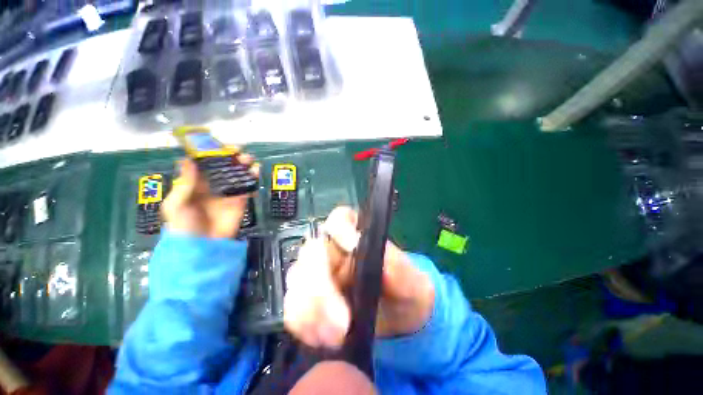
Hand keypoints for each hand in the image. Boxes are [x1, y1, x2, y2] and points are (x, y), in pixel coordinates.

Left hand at [162, 154, 258, 238]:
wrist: (203, 247)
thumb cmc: (184, 226)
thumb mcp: (176, 205)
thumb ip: (185, 184)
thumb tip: (187, 160)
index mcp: (195, 185)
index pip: (205, 166)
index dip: (212, 155)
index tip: (220, 146)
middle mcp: (213, 187)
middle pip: (224, 169)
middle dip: (232, 160)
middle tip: (240, 152)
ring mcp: (228, 194)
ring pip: (237, 177)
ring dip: (244, 168)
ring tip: (250, 161)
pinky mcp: (240, 202)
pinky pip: (247, 189)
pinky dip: (253, 181)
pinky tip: (256, 173)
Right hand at [283, 206, 434, 347]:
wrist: (397, 326)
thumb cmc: (404, 295)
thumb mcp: (412, 284)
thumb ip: (401, 271)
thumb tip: (381, 261)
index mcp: (357, 237)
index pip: (341, 218)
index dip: (340, 228)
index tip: (352, 247)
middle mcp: (334, 251)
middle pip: (312, 251)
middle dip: (321, 285)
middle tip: (341, 321)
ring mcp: (318, 275)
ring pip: (297, 279)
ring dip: (310, 309)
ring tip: (335, 337)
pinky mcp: (309, 300)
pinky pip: (292, 306)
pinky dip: (303, 324)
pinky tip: (322, 340)